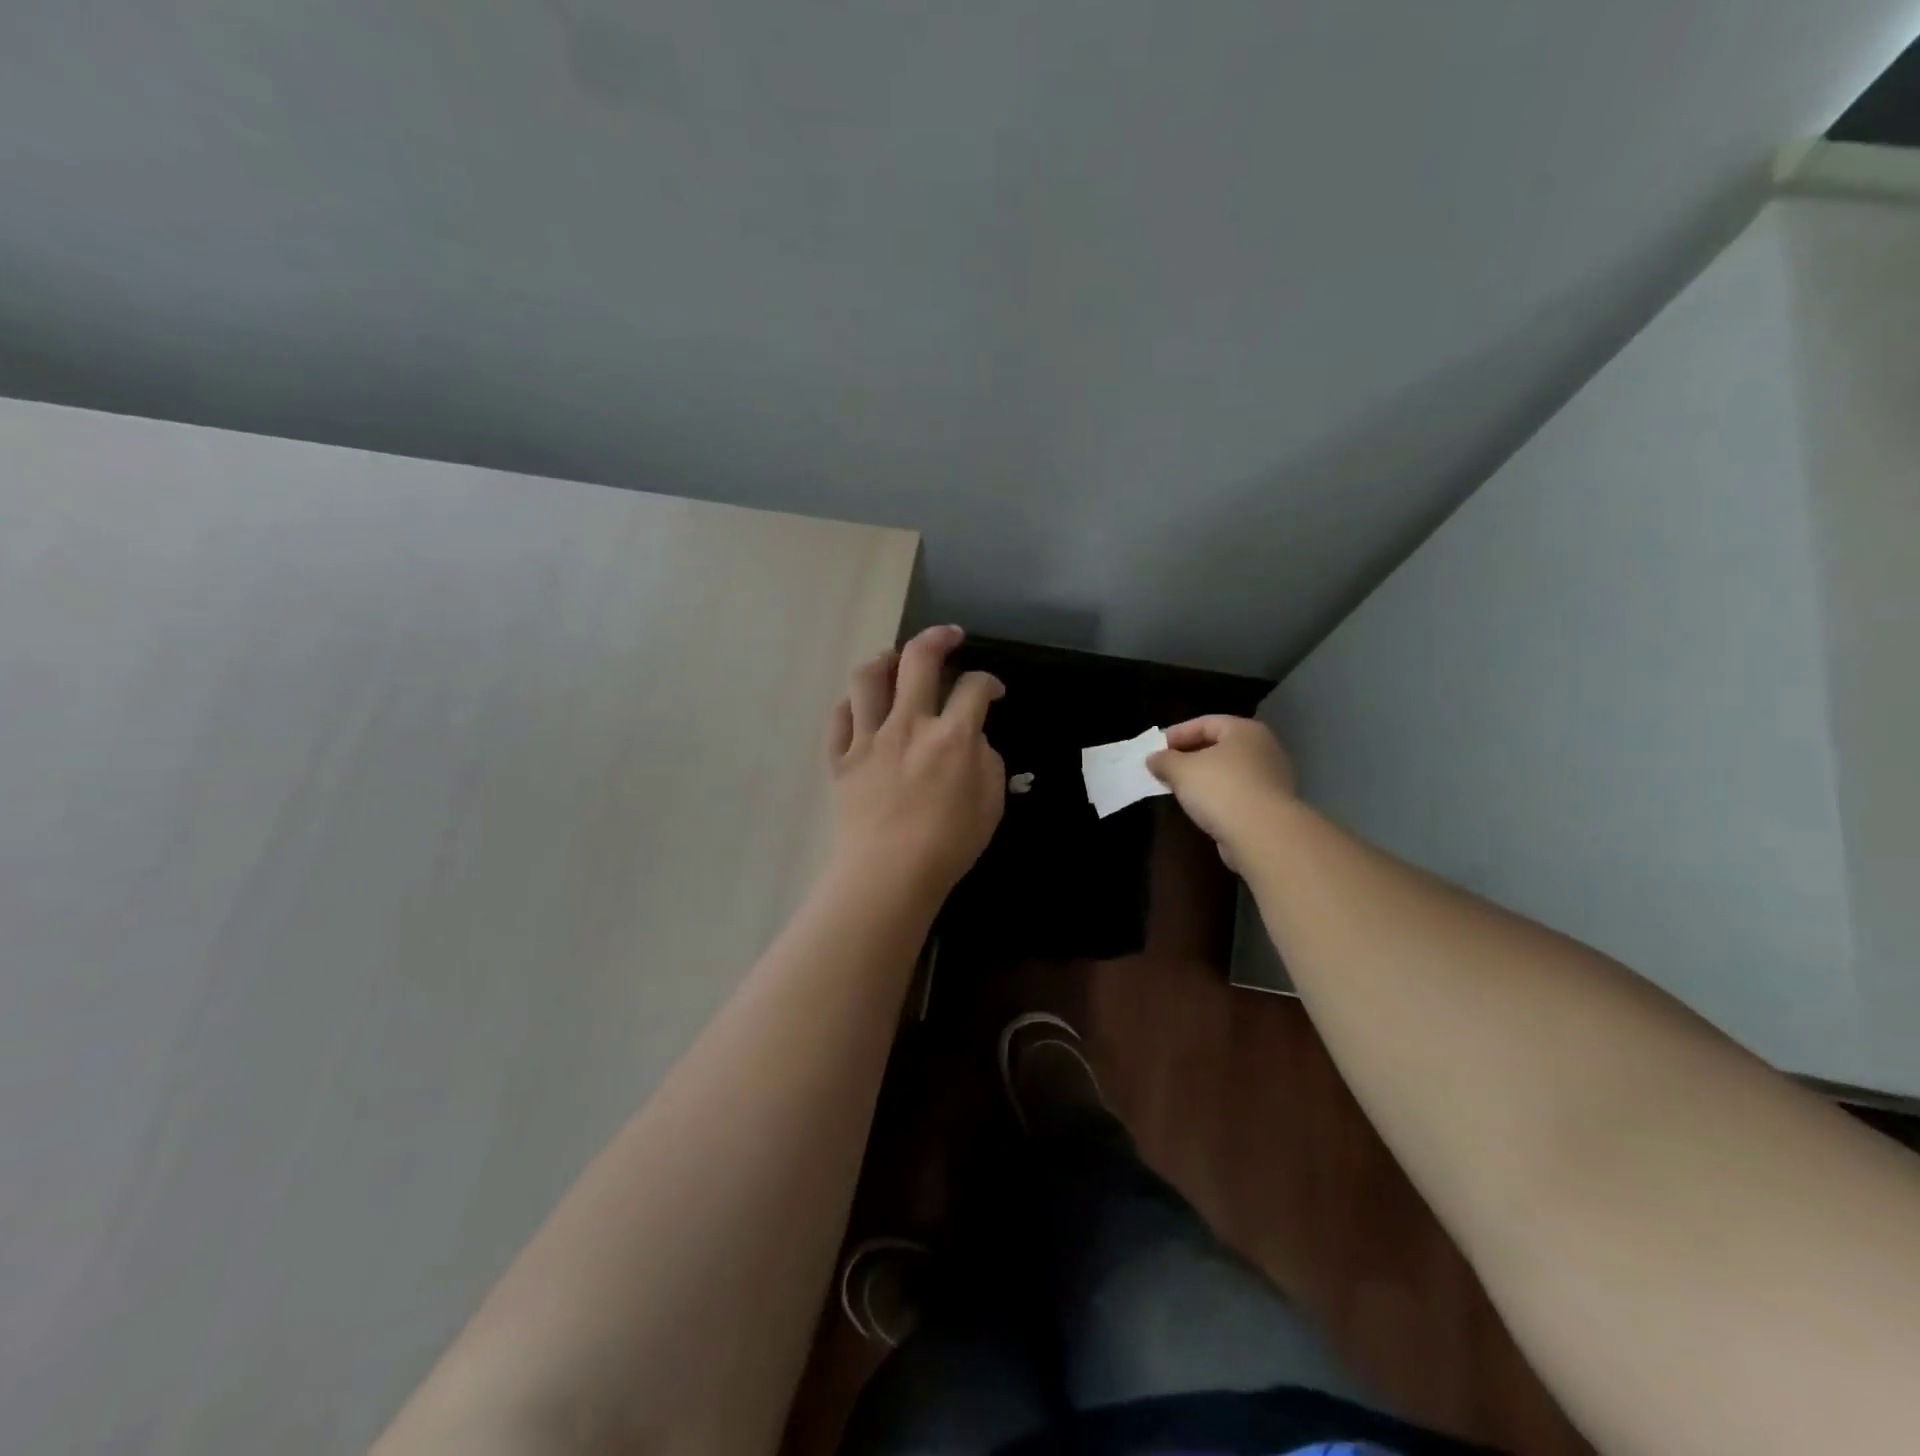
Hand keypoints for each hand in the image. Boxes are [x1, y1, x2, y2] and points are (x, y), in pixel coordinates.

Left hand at [825, 625, 1005, 906]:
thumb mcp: (990, 805)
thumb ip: (987, 762)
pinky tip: (863, 708)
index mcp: (951, 736)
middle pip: (918, 659)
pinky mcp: (840, 758)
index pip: (973, 688)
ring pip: (867, 678)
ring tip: (895, 661)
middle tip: (949, 637)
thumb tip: (972, 740)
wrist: (888, 875)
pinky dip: (852, 705)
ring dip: (884, 660)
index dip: (988, 682)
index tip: (992, 691)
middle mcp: (908, 724)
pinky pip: (839, 717)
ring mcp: (868, 739)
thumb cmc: (948, 846)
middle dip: (937, 638)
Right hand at [1148, 716, 1296, 866]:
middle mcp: (1264, 749)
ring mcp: (1271, 778)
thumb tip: (1154, 759)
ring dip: (1203, 778)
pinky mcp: (1271, 806)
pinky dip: (1217, 796)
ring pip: (1228, 771)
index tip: (1155, 749)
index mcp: (1245, 730)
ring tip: (1178, 788)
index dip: (1177, 733)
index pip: (1205, 723)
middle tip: (1165, 767)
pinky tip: (1200, 807)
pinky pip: (1236, 793)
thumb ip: (1164, 760)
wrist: (1262, 835)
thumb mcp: (1181, 770)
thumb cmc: (1220, 789)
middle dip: (1189, 755)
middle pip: (1219, 746)